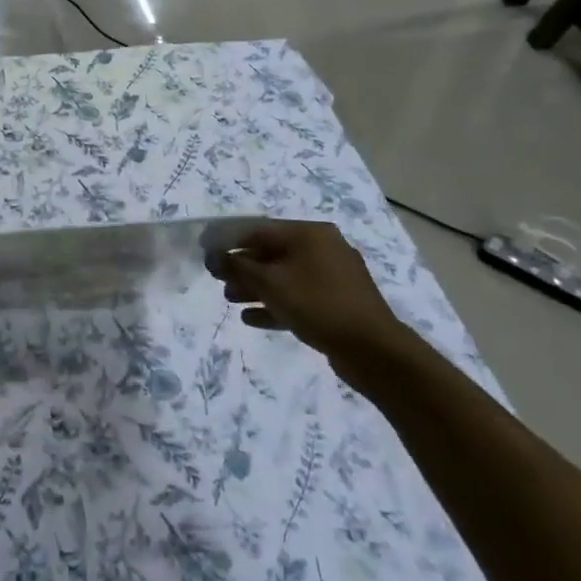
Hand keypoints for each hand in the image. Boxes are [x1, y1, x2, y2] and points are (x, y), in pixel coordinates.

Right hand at [206, 221, 408, 385]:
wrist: (373, 350)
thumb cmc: (317, 304)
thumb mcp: (270, 283)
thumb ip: (237, 267)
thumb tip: (211, 255)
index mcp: (309, 233)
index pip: (259, 230)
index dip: (229, 241)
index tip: (207, 255)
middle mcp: (323, 248)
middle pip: (272, 253)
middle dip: (243, 268)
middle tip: (220, 283)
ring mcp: (332, 276)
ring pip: (284, 276)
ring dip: (255, 287)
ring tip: (231, 301)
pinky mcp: (337, 302)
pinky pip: (298, 297)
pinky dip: (275, 304)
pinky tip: (251, 318)